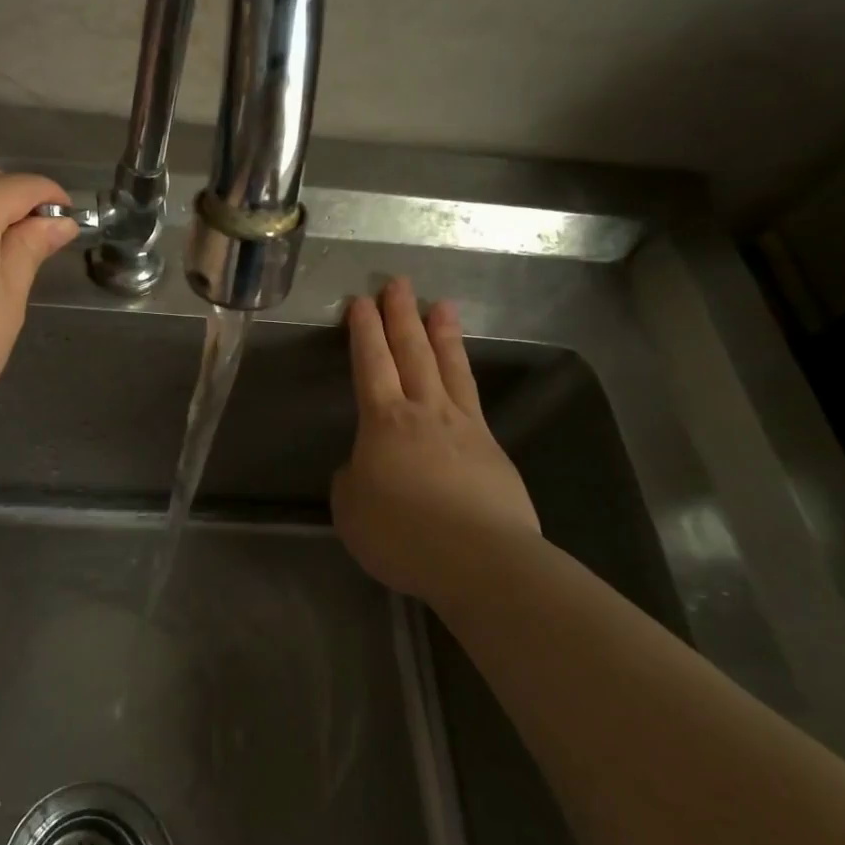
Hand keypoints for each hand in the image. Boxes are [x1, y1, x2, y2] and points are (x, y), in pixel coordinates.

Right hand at [331, 278, 540, 602]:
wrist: (480, 560)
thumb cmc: (402, 534)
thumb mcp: (351, 510)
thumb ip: (352, 481)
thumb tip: (364, 468)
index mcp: (384, 421)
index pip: (371, 364)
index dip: (364, 331)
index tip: (361, 302)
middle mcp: (425, 411)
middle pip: (412, 352)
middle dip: (401, 316)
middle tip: (397, 283)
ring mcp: (464, 427)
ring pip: (449, 367)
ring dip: (441, 334)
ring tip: (440, 305)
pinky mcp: (492, 449)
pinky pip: (473, 400)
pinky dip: (464, 377)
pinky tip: (463, 374)